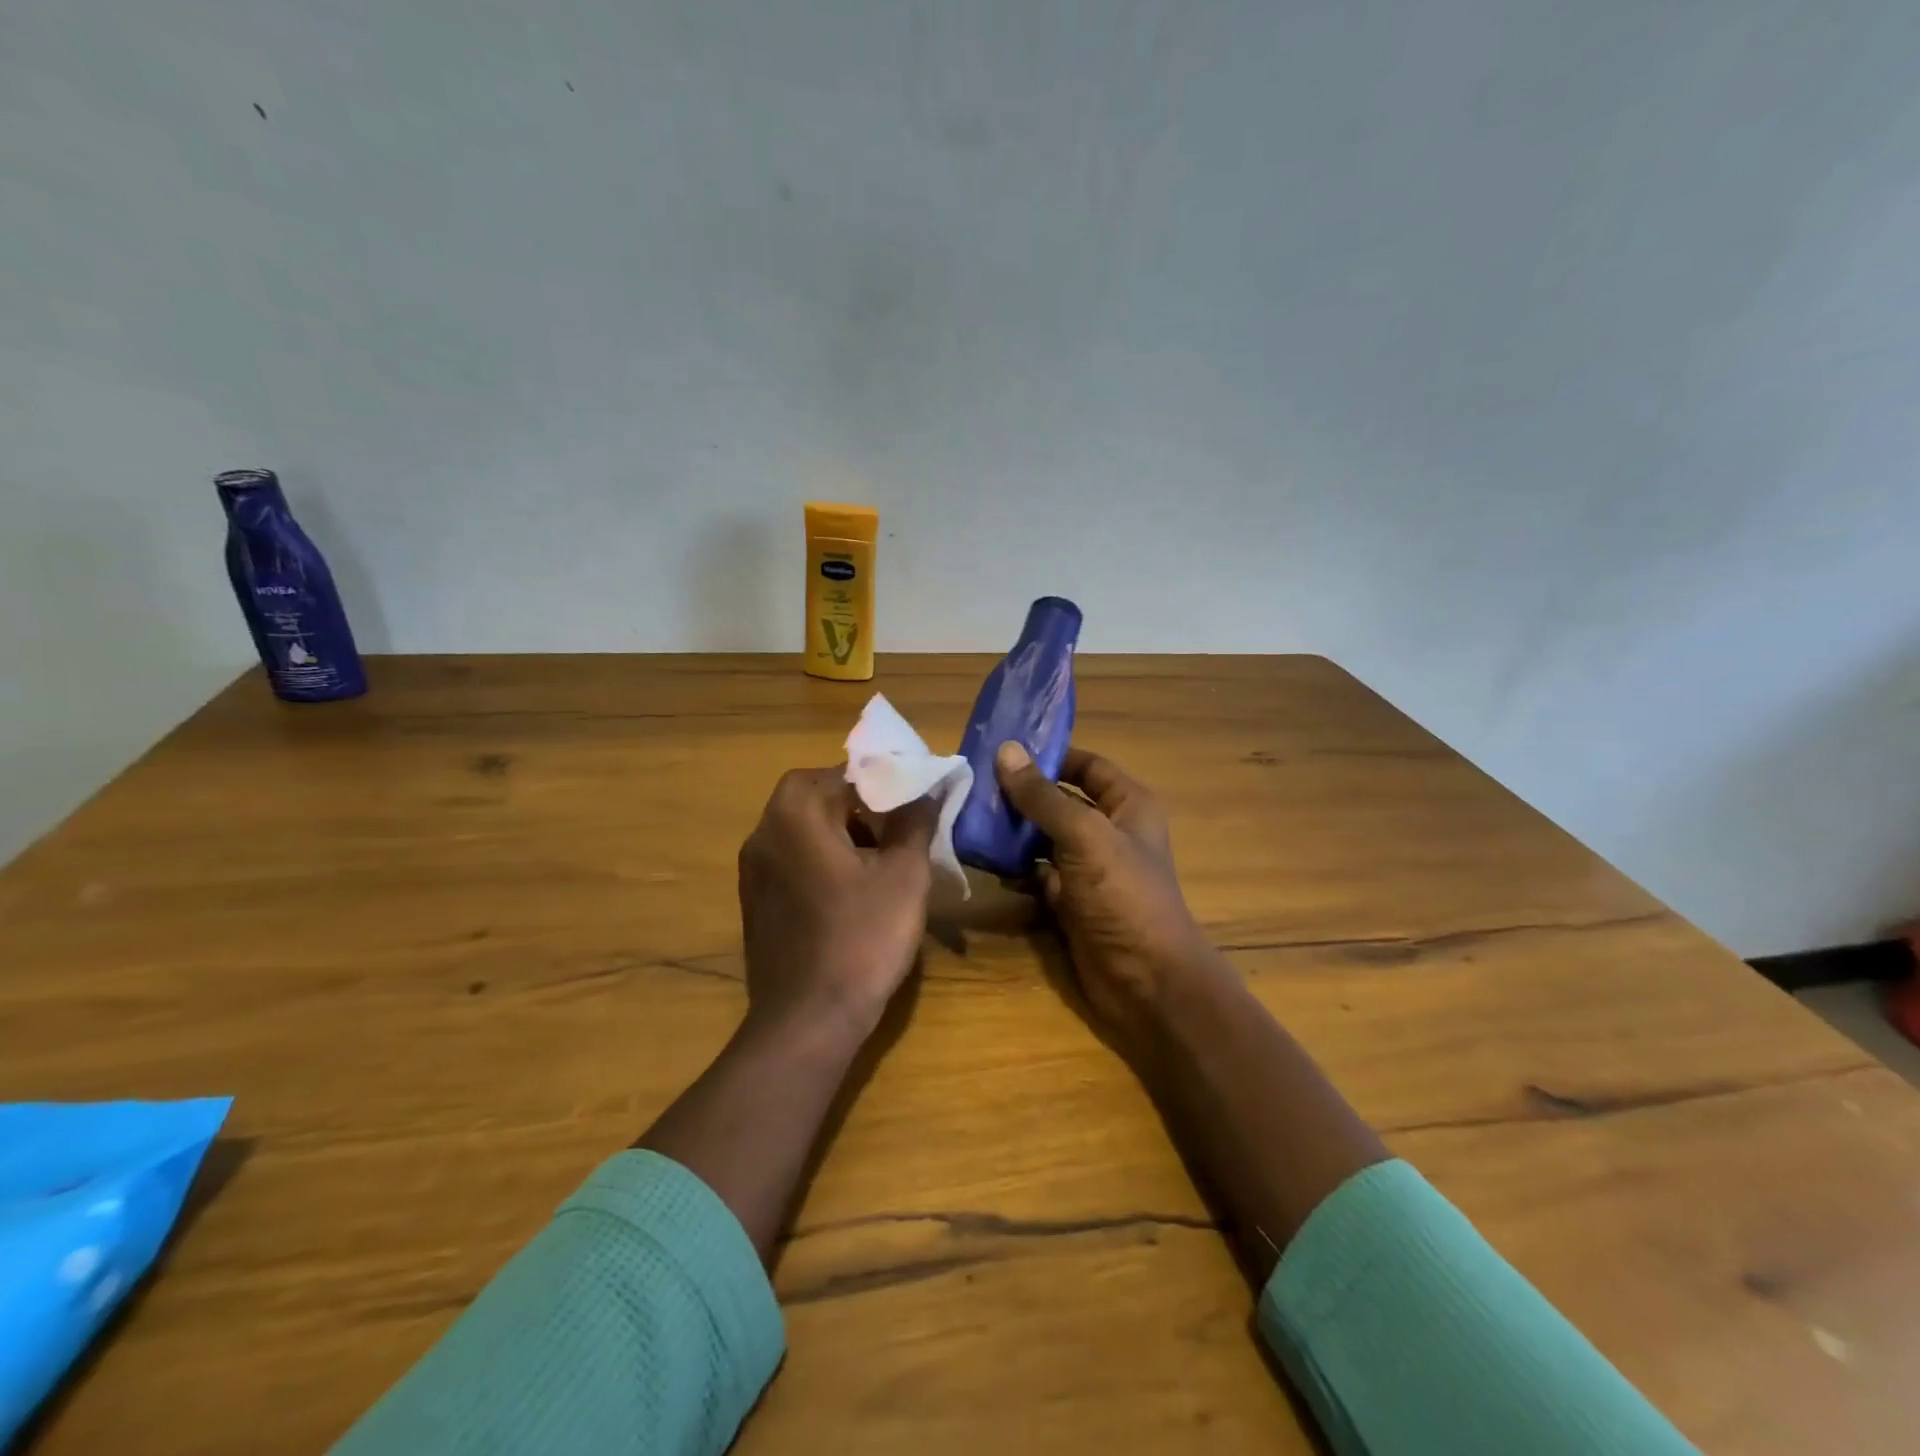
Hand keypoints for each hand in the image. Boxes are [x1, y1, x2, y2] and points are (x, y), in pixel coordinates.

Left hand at [738, 766, 938, 1045]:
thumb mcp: (905, 875)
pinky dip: (823, 858)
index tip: (918, 797)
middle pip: (819, 796)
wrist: (808, 1021)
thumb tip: (929, 785)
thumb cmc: (862, 938)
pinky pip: (793, 859)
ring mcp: (753, 868)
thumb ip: (916, 820)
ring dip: (843, 830)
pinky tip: (854, 888)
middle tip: (902, 825)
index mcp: (796, 813)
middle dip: (864, 804)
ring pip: (805, 828)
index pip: (845, 773)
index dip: (887, 780)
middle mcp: (764, 831)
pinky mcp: (755, 900)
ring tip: (884, 855)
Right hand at [995, 742, 1223, 1051]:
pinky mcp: (1070, 901)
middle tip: (972, 783)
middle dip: (1021, 793)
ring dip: (1012, 830)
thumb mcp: (1085, 836)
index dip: (1051, 756)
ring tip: (968, 814)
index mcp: (1128, 806)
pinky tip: (981, 855)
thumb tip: (1006, 751)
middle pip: (1060, 801)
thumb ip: (1043, 797)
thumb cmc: (1124, 896)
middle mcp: (1109, 832)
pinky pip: (1036, 873)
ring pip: (1044, 838)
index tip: (1003, 750)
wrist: (1146, 982)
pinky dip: (1013, 866)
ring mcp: (1089, 869)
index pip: (1087, 766)